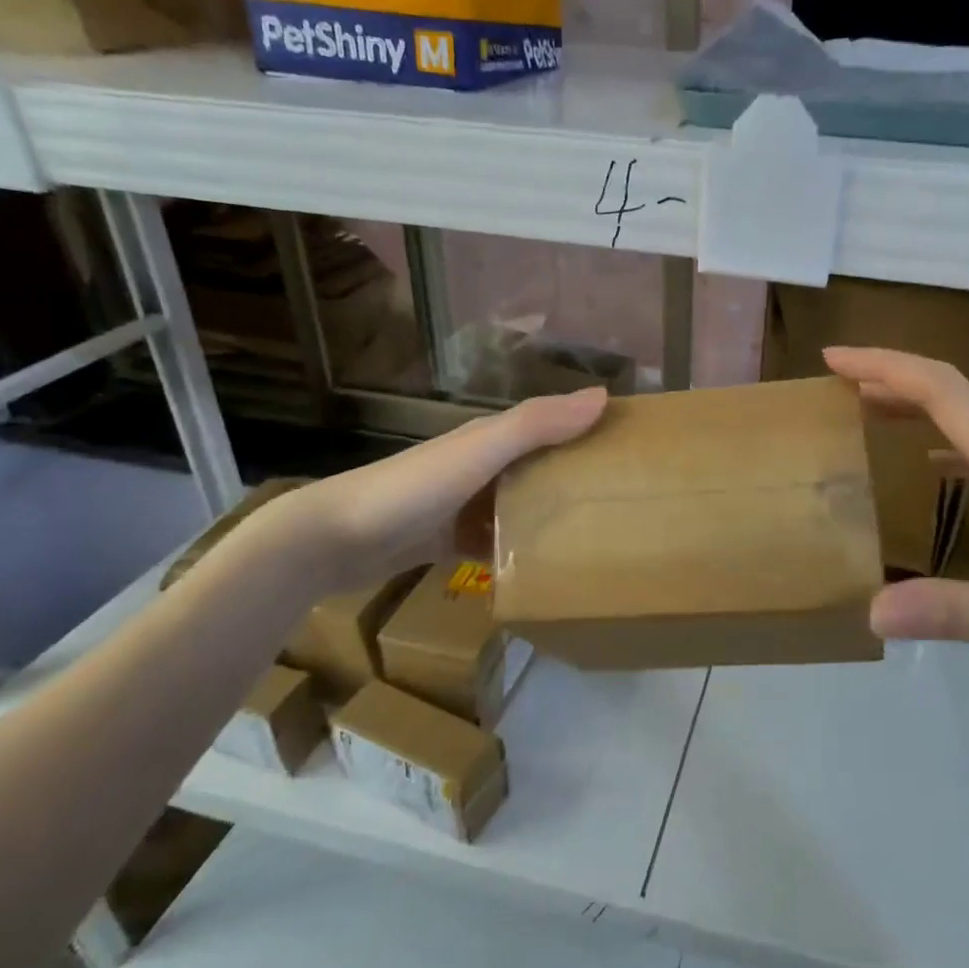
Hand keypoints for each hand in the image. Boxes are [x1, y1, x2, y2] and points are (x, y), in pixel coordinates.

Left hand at [254, 386, 607, 594]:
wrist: (333, 539)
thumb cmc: (413, 488)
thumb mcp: (480, 451)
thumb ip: (536, 424)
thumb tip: (603, 395)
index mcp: (491, 438)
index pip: (552, 425)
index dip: (590, 429)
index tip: (635, 447)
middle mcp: (481, 466)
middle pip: (540, 468)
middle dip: (577, 477)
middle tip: (627, 501)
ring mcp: (464, 505)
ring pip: (521, 506)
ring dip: (551, 517)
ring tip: (597, 540)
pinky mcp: (449, 541)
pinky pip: (497, 543)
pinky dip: (519, 551)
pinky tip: (545, 572)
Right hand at [824, 347, 968, 686]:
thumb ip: (954, 613)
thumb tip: (871, 613)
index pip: (942, 391)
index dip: (884, 366)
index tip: (832, 359)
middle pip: (952, 394)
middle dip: (890, 377)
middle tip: (835, 383)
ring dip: (917, 406)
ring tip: (867, 412)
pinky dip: (946, 442)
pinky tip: (931, 467)